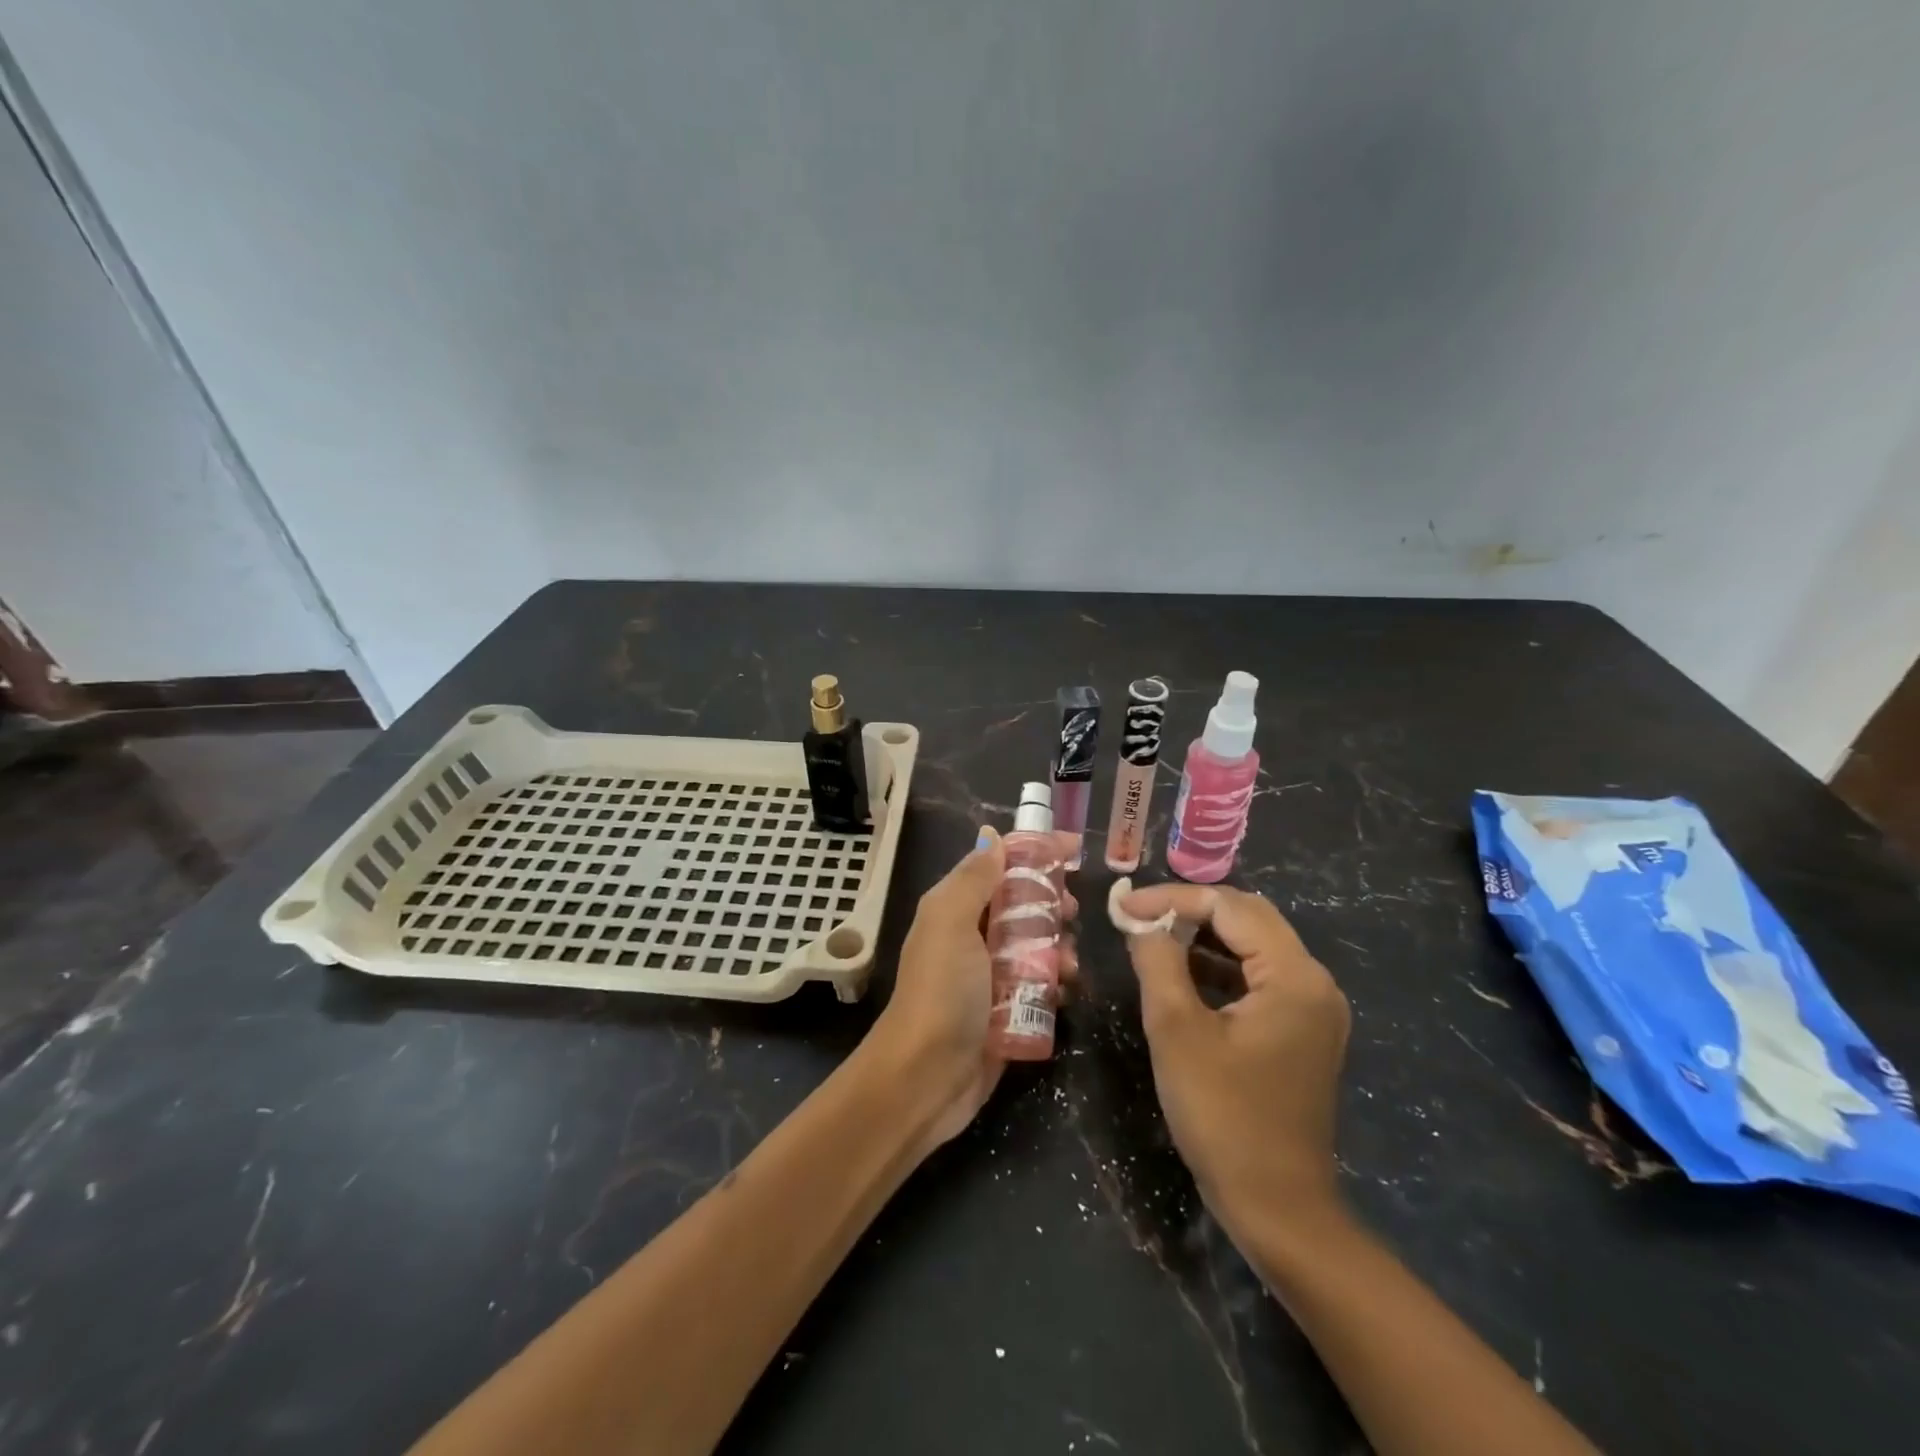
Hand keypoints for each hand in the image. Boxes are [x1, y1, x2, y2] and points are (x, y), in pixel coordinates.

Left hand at [873, 828, 1078, 1151]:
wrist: (926, 1078)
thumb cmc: (941, 992)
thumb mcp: (951, 923)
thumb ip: (973, 879)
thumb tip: (992, 837)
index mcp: (954, 908)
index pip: (998, 866)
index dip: (1035, 854)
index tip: (1075, 850)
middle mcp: (971, 936)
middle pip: (1022, 904)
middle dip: (1052, 904)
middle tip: (1073, 912)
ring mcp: (989, 975)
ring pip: (1036, 945)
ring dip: (1059, 947)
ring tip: (1069, 965)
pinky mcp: (1006, 1010)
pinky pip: (1039, 984)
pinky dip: (1056, 983)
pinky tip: (1065, 992)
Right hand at [1120, 883, 1349, 1235]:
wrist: (1277, 1207)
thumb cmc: (1224, 1117)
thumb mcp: (1177, 1031)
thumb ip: (1157, 961)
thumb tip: (1139, 919)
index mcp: (1294, 976)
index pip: (1230, 907)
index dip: (1172, 898)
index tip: (1122, 904)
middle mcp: (1314, 982)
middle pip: (1248, 918)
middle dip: (1189, 910)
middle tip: (1137, 915)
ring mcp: (1313, 1008)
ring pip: (1253, 946)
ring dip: (1202, 936)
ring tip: (1151, 936)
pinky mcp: (1302, 1030)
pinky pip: (1258, 977)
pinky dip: (1218, 966)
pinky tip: (1181, 973)